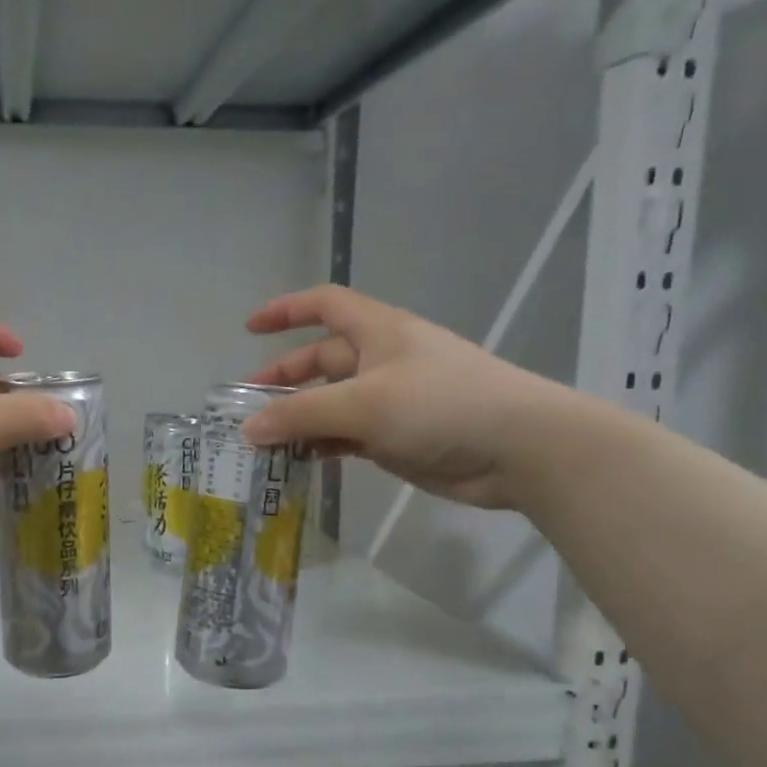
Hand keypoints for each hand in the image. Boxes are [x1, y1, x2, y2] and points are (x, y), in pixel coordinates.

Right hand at [241, 286, 580, 511]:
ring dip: (299, 419)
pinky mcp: (398, 436)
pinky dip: (322, 444)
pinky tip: (300, 461)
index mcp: (378, 331)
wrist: (519, 449)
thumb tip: (249, 428)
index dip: (286, 310)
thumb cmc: (440, 405)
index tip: (249, 329)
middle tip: (247, 407)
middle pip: (321, 360)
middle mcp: (382, 359)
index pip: (324, 305)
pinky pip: (347, 435)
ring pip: (332, 403)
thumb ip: (301, 415)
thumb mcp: (363, 404)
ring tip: (264, 442)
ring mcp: (391, 400)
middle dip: (283, 379)